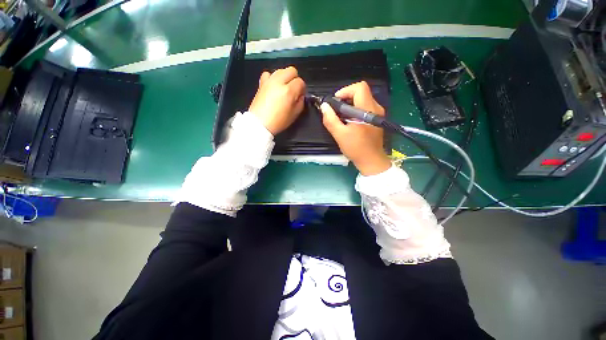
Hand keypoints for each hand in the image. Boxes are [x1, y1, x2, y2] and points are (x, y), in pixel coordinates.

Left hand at [249, 66, 306, 134]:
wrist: (260, 123)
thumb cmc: (278, 122)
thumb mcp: (294, 115)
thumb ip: (301, 102)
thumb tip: (301, 96)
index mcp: (289, 91)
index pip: (300, 82)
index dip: (302, 89)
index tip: (300, 95)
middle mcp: (279, 82)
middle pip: (292, 70)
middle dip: (295, 79)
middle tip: (293, 90)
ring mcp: (269, 81)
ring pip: (281, 70)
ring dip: (285, 77)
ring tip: (284, 88)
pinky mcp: (261, 83)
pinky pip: (268, 74)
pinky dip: (272, 78)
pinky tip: (273, 86)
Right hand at [321, 81, 390, 175]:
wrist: (371, 161)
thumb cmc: (356, 149)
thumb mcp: (340, 135)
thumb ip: (331, 119)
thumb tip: (324, 106)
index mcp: (368, 110)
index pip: (360, 87)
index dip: (345, 91)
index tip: (336, 102)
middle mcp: (376, 108)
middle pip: (361, 92)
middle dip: (346, 98)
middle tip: (336, 110)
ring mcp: (378, 113)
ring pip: (362, 99)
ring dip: (350, 104)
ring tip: (341, 117)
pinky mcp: (377, 118)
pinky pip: (365, 107)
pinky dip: (355, 110)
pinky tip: (349, 121)